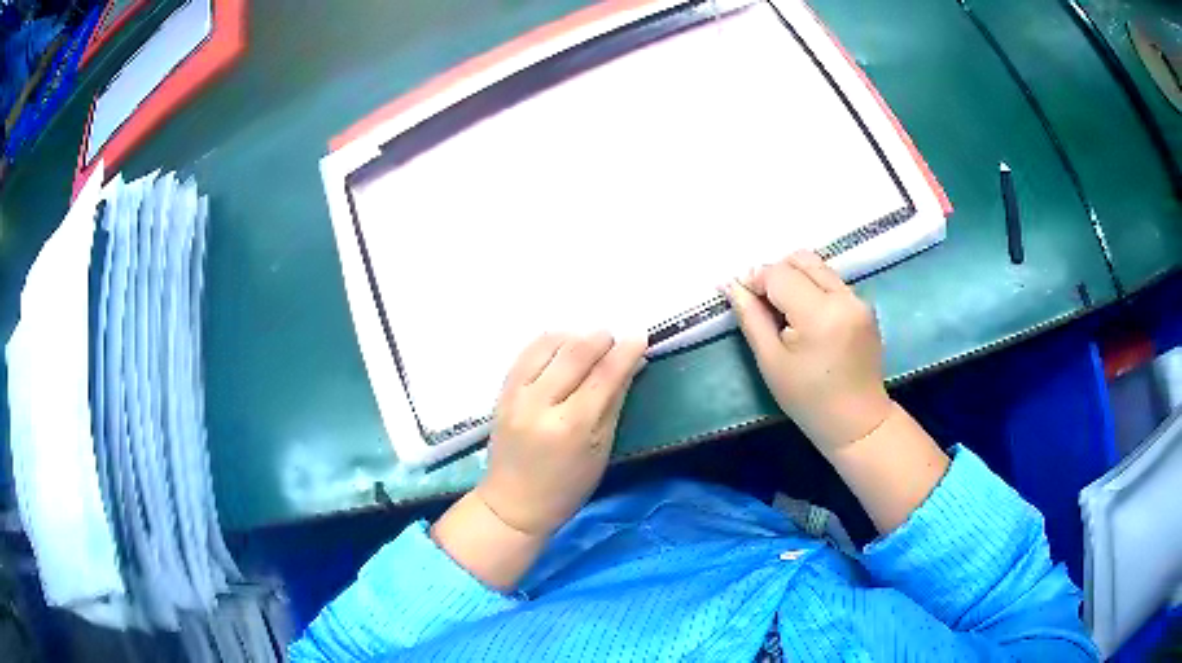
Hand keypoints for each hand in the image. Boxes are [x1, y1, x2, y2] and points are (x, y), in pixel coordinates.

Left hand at [475, 332, 646, 536]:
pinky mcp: (501, 392)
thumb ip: (614, 402)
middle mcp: (540, 405)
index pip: (604, 376)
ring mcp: (516, 396)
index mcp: (571, 426)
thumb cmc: (568, 486)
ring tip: (588, 345)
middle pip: (575, 353)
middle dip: (600, 339)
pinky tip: (562, 348)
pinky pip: (526, 353)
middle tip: (614, 340)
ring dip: (573, 337)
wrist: (514, 503)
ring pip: (547, 345)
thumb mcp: (601, 449)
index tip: (640, 336)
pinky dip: (548, 343)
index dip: (625, 352)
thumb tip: (631, 365)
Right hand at [723, 251, 891, 454]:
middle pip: (801, 260)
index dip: (756, 280)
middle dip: (776, 274)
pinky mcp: (865, 306)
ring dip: (795, 279)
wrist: (857, 422)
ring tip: (785, 313)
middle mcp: (844, 297)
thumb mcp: (771, 362)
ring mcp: (859, 300)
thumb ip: (751, 318)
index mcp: (821, 314)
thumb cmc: (809, 400)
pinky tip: (807, 319)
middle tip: (764, 305)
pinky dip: (813, 288)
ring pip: (818, 267)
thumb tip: (732, 285)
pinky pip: (832, 281)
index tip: (742, 297)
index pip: (780, 274)